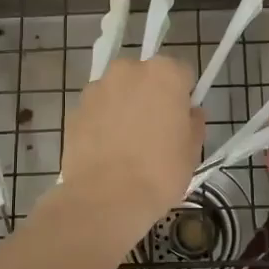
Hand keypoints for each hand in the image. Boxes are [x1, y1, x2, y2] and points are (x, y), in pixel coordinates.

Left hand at [59, 56, 204, 235]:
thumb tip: (189, 114)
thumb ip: (194, 123)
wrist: (105, 198)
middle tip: (154, 130)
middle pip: (146, 77)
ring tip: (126, 143)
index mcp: (164, 73)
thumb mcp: (192, 151)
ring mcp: (97, 88)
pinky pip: (97, 109)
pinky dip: (102, 122)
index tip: (181, 119)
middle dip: (151, 95)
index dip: (183, 96)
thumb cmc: (159, 172)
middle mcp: (128, 70)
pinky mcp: (75, 108)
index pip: (182, 73)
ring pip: (118, 91)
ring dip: (124, 106)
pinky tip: (106, 150)